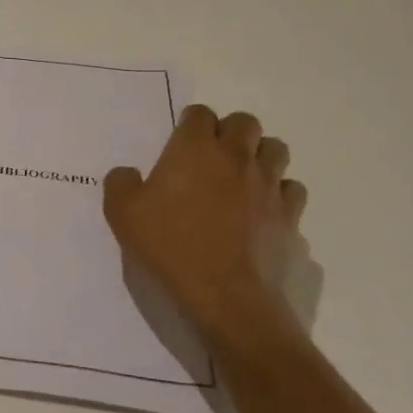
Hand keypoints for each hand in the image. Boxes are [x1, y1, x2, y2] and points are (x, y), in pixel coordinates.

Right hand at [104, 107, 308, 347]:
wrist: (228, 298)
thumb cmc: (171, 248)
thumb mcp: (123, 214)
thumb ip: (120, 184)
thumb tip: (128, 174)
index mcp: (195, 148)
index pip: (200, 114)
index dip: (190, 124)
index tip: (179, 144)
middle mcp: (236, 157)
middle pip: (244, 122)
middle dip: (230, 132)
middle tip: (212, 158)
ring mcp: (269, 186)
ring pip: (276, 150)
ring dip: (259, 156)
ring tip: (242, 179)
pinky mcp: (290, 216)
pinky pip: (291, 191)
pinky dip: (279, 194)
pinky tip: (263, 211)